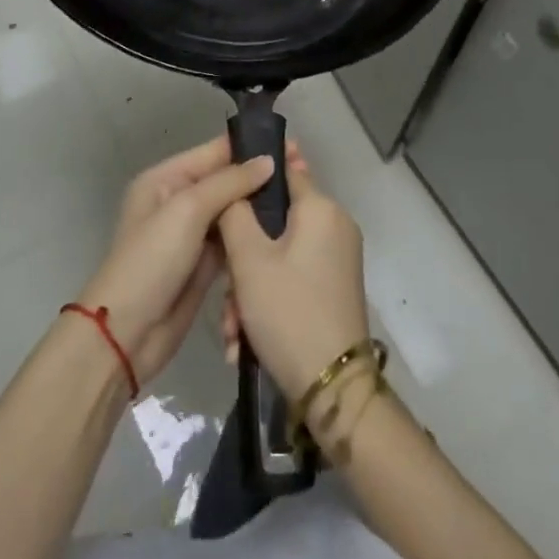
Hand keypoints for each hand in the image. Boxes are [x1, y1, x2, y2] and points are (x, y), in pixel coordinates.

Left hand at [77, 137, 274, 387]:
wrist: (127, 335)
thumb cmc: (152, 261)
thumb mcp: (187, 210)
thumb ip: (229, 182)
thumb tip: (268, 161)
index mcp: (165, 179)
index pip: (214, 152)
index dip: (250, 148)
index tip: (292, 147)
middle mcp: (178, 200)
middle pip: (225, 181)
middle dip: (259, 178)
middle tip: (302, 175)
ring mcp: (191, 234)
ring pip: (232, 211)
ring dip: (258, 208)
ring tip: (298, 200)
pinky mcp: (203, 264)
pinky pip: (232, 240)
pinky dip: (251, 236)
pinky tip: (282, 232)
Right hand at [216, 149, 369, 400]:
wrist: (333, 390)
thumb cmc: (289, 312)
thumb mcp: (249, 260)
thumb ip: (234, 212)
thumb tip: (235, 182)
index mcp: (320, 208)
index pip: (282, 168)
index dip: (250, 174)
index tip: (220, 190)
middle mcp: (334, 225)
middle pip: (275, 221)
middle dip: (243, 256)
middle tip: (225, 292)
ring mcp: (337, 258)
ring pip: (279, 255)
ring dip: (249, 287)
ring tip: (233, 328)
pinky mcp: (334, 288)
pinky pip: (292, 277)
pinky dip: (268, 300)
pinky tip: (245, 339)